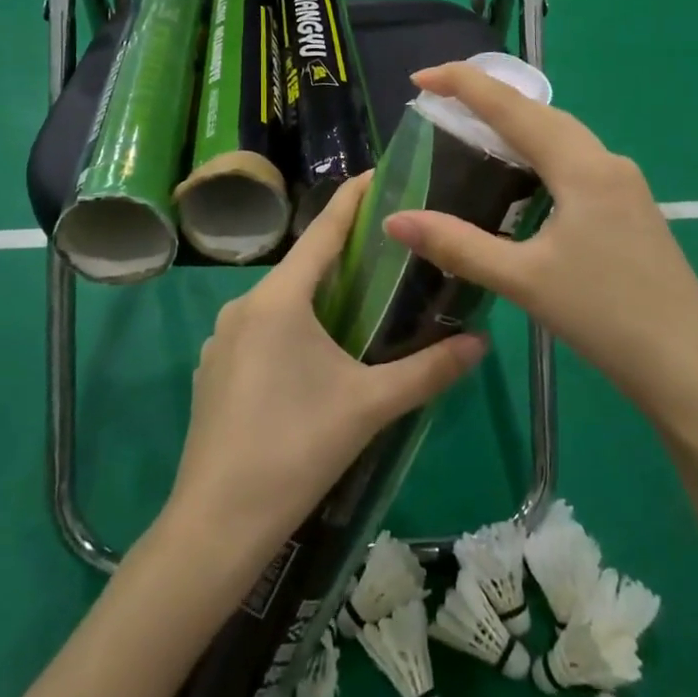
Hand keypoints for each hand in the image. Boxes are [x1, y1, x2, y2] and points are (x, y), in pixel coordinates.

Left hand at [167, 173, 487, 562]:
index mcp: (280, 299)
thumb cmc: (296, 448)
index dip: (353, 199)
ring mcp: (222, 339)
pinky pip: (262, 330)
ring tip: (363, 304)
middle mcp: (245, 306)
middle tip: (392, 250)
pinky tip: (318, 358)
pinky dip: (294, 327)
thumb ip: (428, 370)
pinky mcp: (214, 370)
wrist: (216, 523)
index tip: (379, 173)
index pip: (324, 230)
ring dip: (320, 295)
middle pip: (305, 266)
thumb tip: (482, 342)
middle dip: (346, 254)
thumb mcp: (370, 406)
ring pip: (282, 301)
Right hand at [383, 62, 697, 424]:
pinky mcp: (630, 208)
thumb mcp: (523, 280)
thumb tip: (395, 219)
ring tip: (472, 132)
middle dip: (489, 98)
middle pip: (540, 113)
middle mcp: (607, 162)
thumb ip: (457, 245)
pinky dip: (538, 155)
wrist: (691, 366)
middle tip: (440, 101)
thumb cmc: (606, 316)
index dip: (464, 84)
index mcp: (582, 167)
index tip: (420, 76)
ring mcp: (625, 185)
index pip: (513, 107)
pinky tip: (522, 181)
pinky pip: (576, 162)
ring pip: (561, 137)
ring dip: (516, 126)